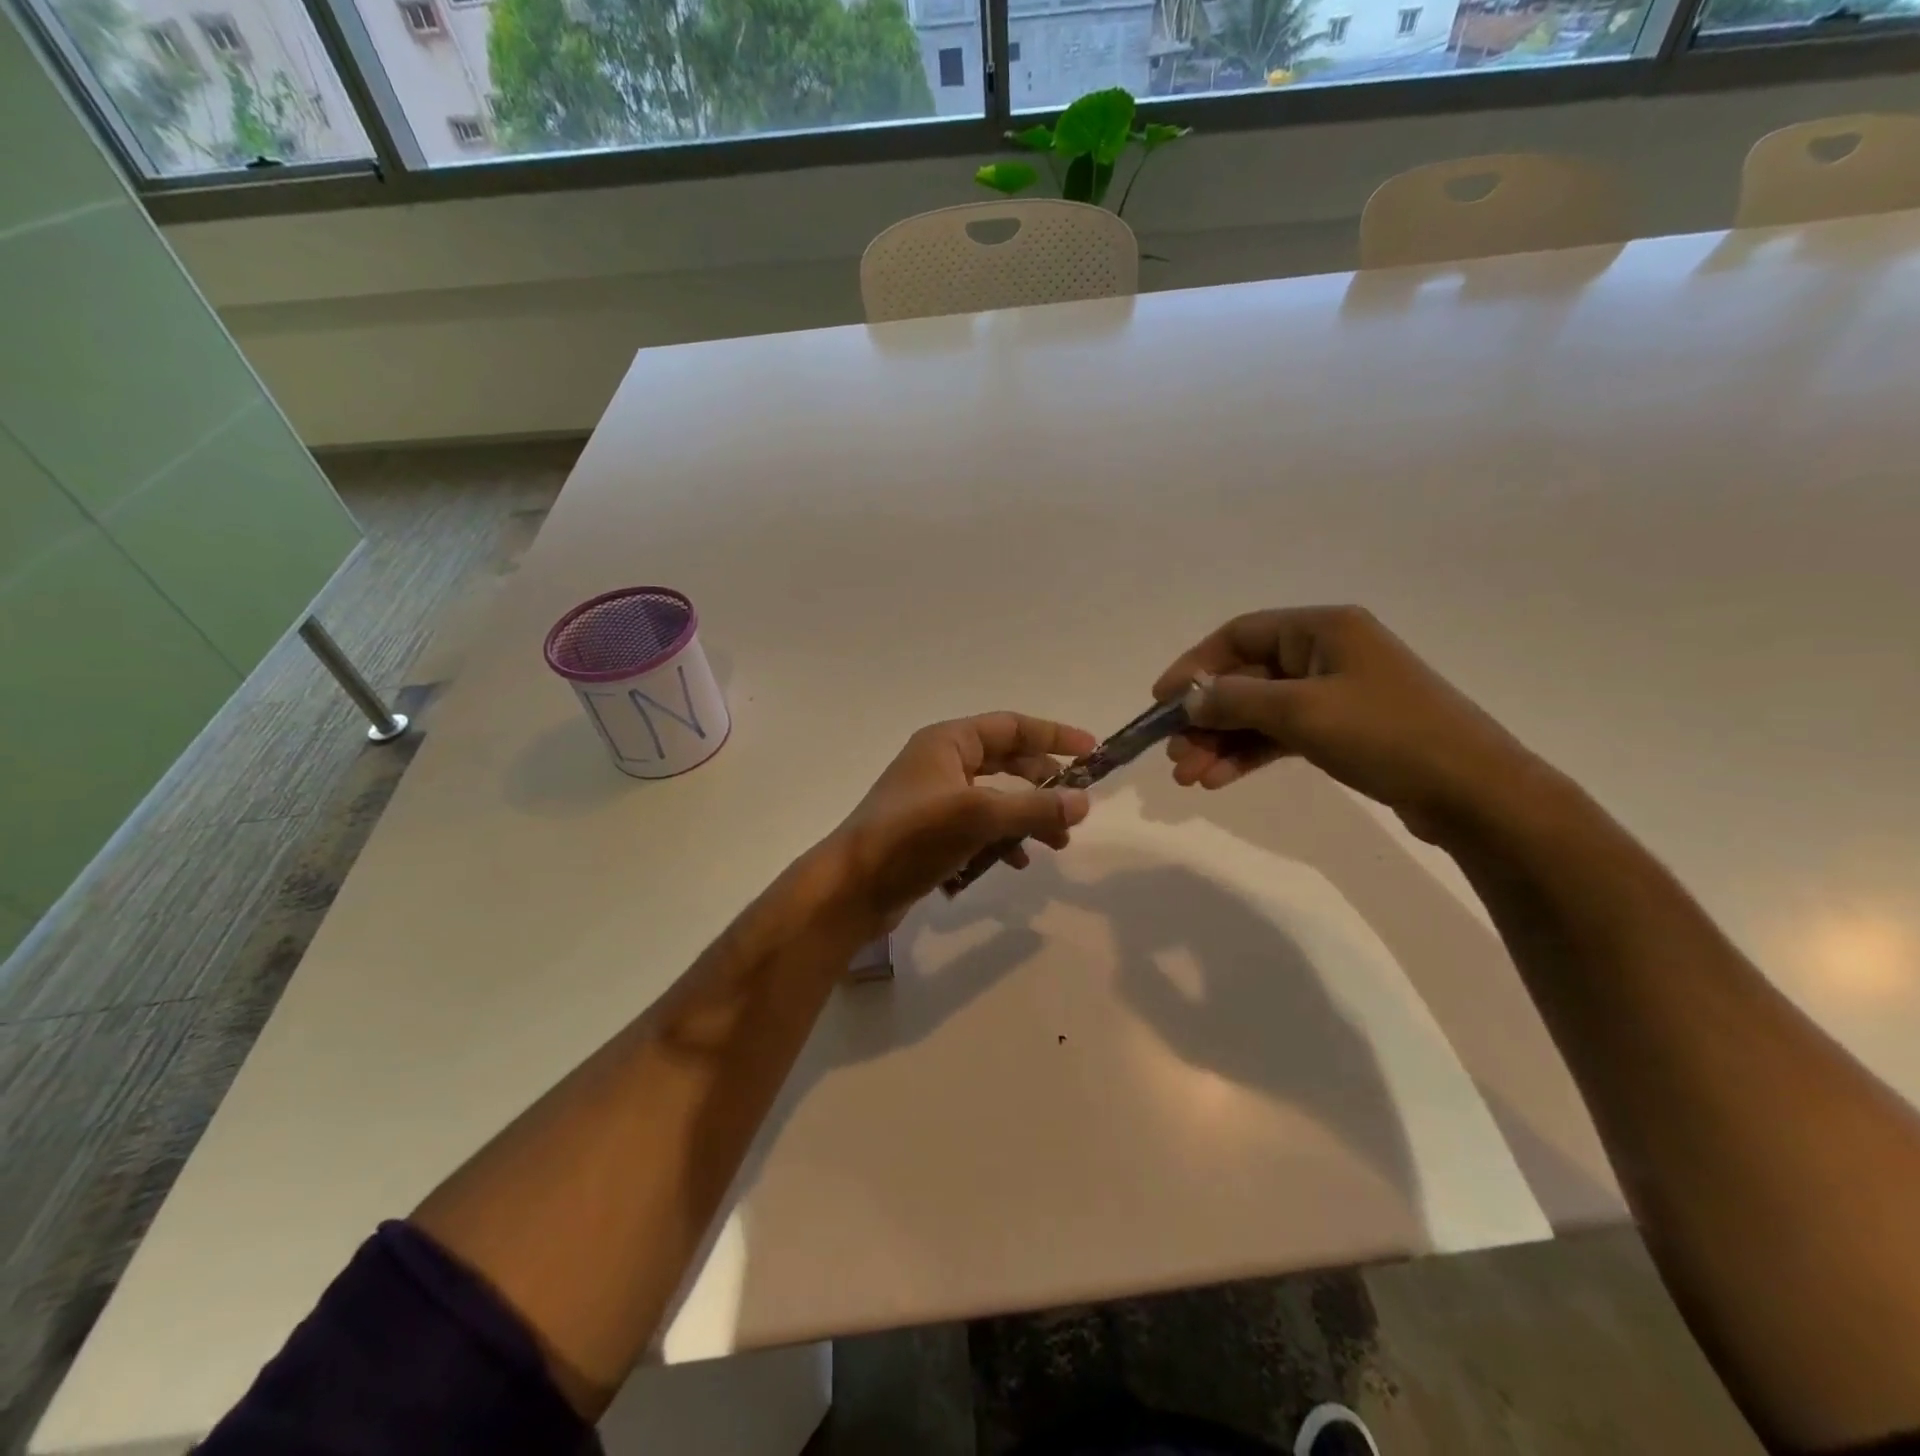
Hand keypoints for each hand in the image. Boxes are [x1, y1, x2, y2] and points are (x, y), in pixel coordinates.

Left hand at [825, 713, 1095, 931]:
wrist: (851, 888)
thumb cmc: (912, 838)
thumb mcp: (979, 817)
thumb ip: (1034, 807)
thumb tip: (1083, 801)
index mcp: (947, 742)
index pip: (1011, 726)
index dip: (1053, 735)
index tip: (1092, 751)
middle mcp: (941, 764)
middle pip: (1007, 762)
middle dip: (1043, 785)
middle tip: (1075, 807)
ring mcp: (934, 799)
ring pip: (995, 799)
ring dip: (1027, 818)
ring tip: (1056, 845)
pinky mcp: (931, 834)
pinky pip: (978, 828)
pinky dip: (1001, 841)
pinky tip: (1014, 863)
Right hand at [1153, 606, 1545, 843]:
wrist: (1472, 791)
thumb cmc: (1386, 734)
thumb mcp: (1301, 711)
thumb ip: (1236, 700)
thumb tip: (1188, 701)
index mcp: (1322, 629)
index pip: (1239, 635)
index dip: (1194, 665)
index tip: (1161, 701)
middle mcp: (1325, 654)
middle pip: (1245, 678)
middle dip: (1205, 717)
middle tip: (1174, 755)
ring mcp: (1334, 694)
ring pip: (1259, 712)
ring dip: (1221, 742)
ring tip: (1190, 776)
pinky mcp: (1341, 730)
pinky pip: (1280, 736)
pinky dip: (1249, 755)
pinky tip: (1219, 780)